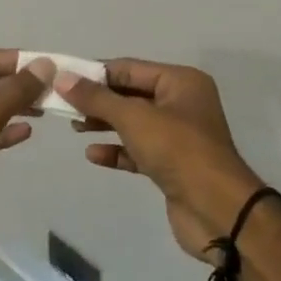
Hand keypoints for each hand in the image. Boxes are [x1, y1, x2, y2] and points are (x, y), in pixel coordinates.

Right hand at [56, 60, 265, 260]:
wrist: (218, 212)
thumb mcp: (134, 118)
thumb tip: (62, 77)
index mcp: (181, 82)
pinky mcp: (172, 166)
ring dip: (104, 124)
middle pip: (131, 95)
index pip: (130, 68)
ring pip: (133, 123)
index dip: (96, 73)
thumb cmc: (178, 150)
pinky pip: (138, 150)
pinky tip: (93, 155)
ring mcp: (179, 136)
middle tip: (63, 105)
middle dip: (99, 100)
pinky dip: (117, 150)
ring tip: (75, 127)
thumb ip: (96, 98)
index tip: (64, 79)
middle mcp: (182, 103)